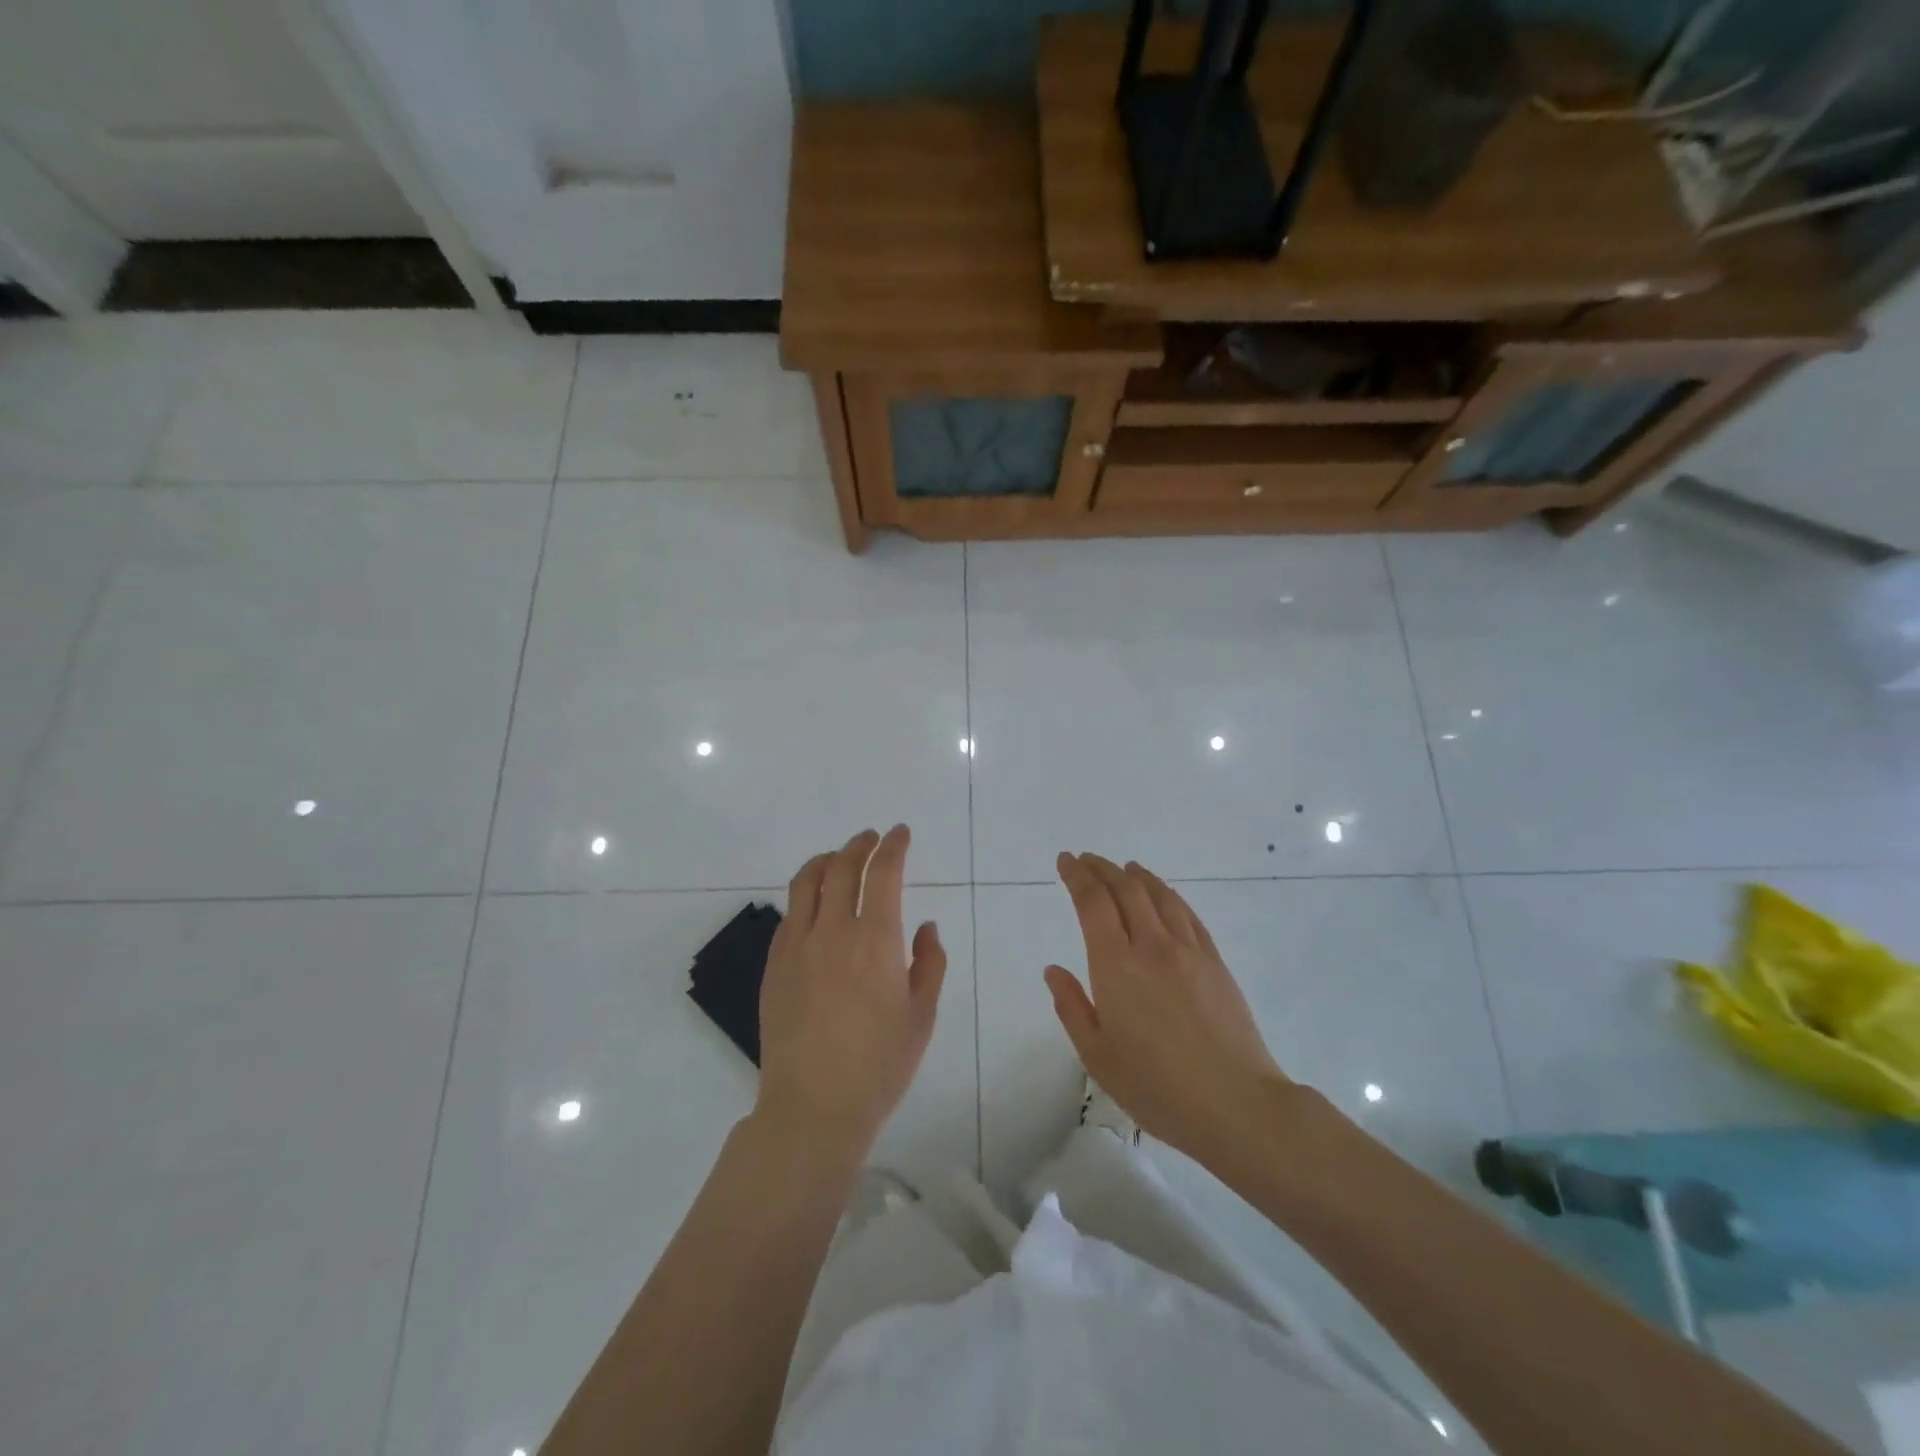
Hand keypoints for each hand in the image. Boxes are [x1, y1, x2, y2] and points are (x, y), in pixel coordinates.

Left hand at [755, 826, 947, 1158]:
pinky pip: (789, 915)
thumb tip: (924, 927)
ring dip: (826, 860)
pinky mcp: (774, 965)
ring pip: (806, 882)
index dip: (893, 846)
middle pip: (842, 867)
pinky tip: (815, 906)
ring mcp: (797, 946)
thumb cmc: (879, 1066)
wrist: (813, 1107)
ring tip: (838, 858)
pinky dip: (805, 896)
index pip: (883, 873)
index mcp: (876, 940)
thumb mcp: (922, 1016)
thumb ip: (929, 962)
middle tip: (872, 839)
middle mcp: (833, 931)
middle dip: (860, 845)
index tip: (900, 834)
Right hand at [1045, 853, 1287, 1159]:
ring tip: (1123, 868)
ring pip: (1159, 895)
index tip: (1065, 861)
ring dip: (1136, 875)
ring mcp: (1188, 950)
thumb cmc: (1157, 1087)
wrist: (1236, 1104)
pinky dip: (1168, 894)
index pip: (1092, 902)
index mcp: (1115, 965)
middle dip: (1102, 868)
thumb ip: (1072, 1007)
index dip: (1077, 876)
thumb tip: (1054, 970)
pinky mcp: (1215, 961)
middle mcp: (1151, 946)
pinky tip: (1162, 895)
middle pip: (1125, 889)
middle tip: (1086, 859)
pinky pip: (1187, 914)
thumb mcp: (1097, 1056)